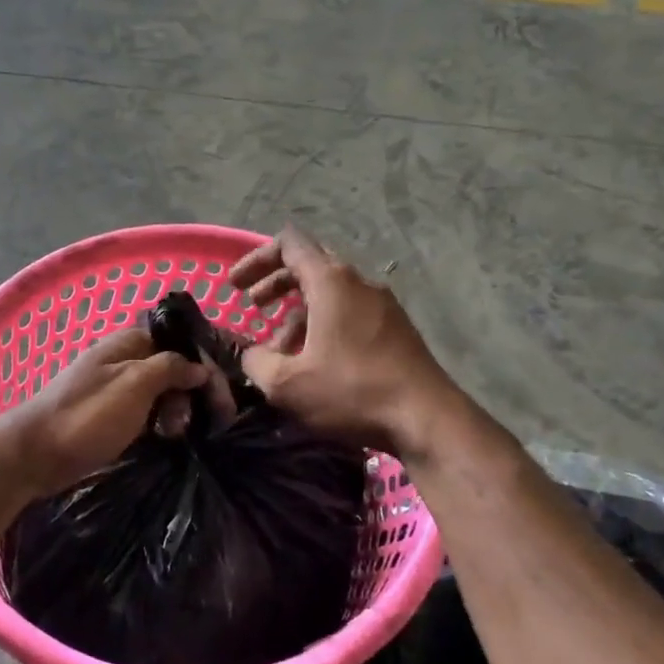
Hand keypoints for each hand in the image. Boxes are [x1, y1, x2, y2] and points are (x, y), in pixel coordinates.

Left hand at [0, 328, 208, 496]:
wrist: (34, 454)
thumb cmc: (87, 415)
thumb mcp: (134, 385)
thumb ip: (170, 368)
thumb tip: (199, 367)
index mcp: (129, 342)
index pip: (182, 341)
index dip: (208, 363)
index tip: (228, 395)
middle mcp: (125, 359)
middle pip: (175, 366)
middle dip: (196, 390)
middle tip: (213, 421)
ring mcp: (117, 388)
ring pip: (163, 391)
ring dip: (179, 410)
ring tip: (179, 434)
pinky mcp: (111, 415)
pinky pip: (148, 411)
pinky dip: (161, 421)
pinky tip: (167, 437)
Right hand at [230, 226, 462, 456]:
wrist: (427, 419)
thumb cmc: (352, 392)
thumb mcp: (287, 384)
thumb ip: (256, 362)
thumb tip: (251, 354)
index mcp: (331, 282)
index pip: (289, 244)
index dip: (256, 258)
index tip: (236, 287)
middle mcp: (359, 282)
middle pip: (310, 265)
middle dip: (275, 283)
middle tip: (253, 306)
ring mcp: (382, 305)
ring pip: (330, 294)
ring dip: (297, 312)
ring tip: (277, 350)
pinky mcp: (396, 329)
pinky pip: (350, 313)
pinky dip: (323, 325)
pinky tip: (314, 362)